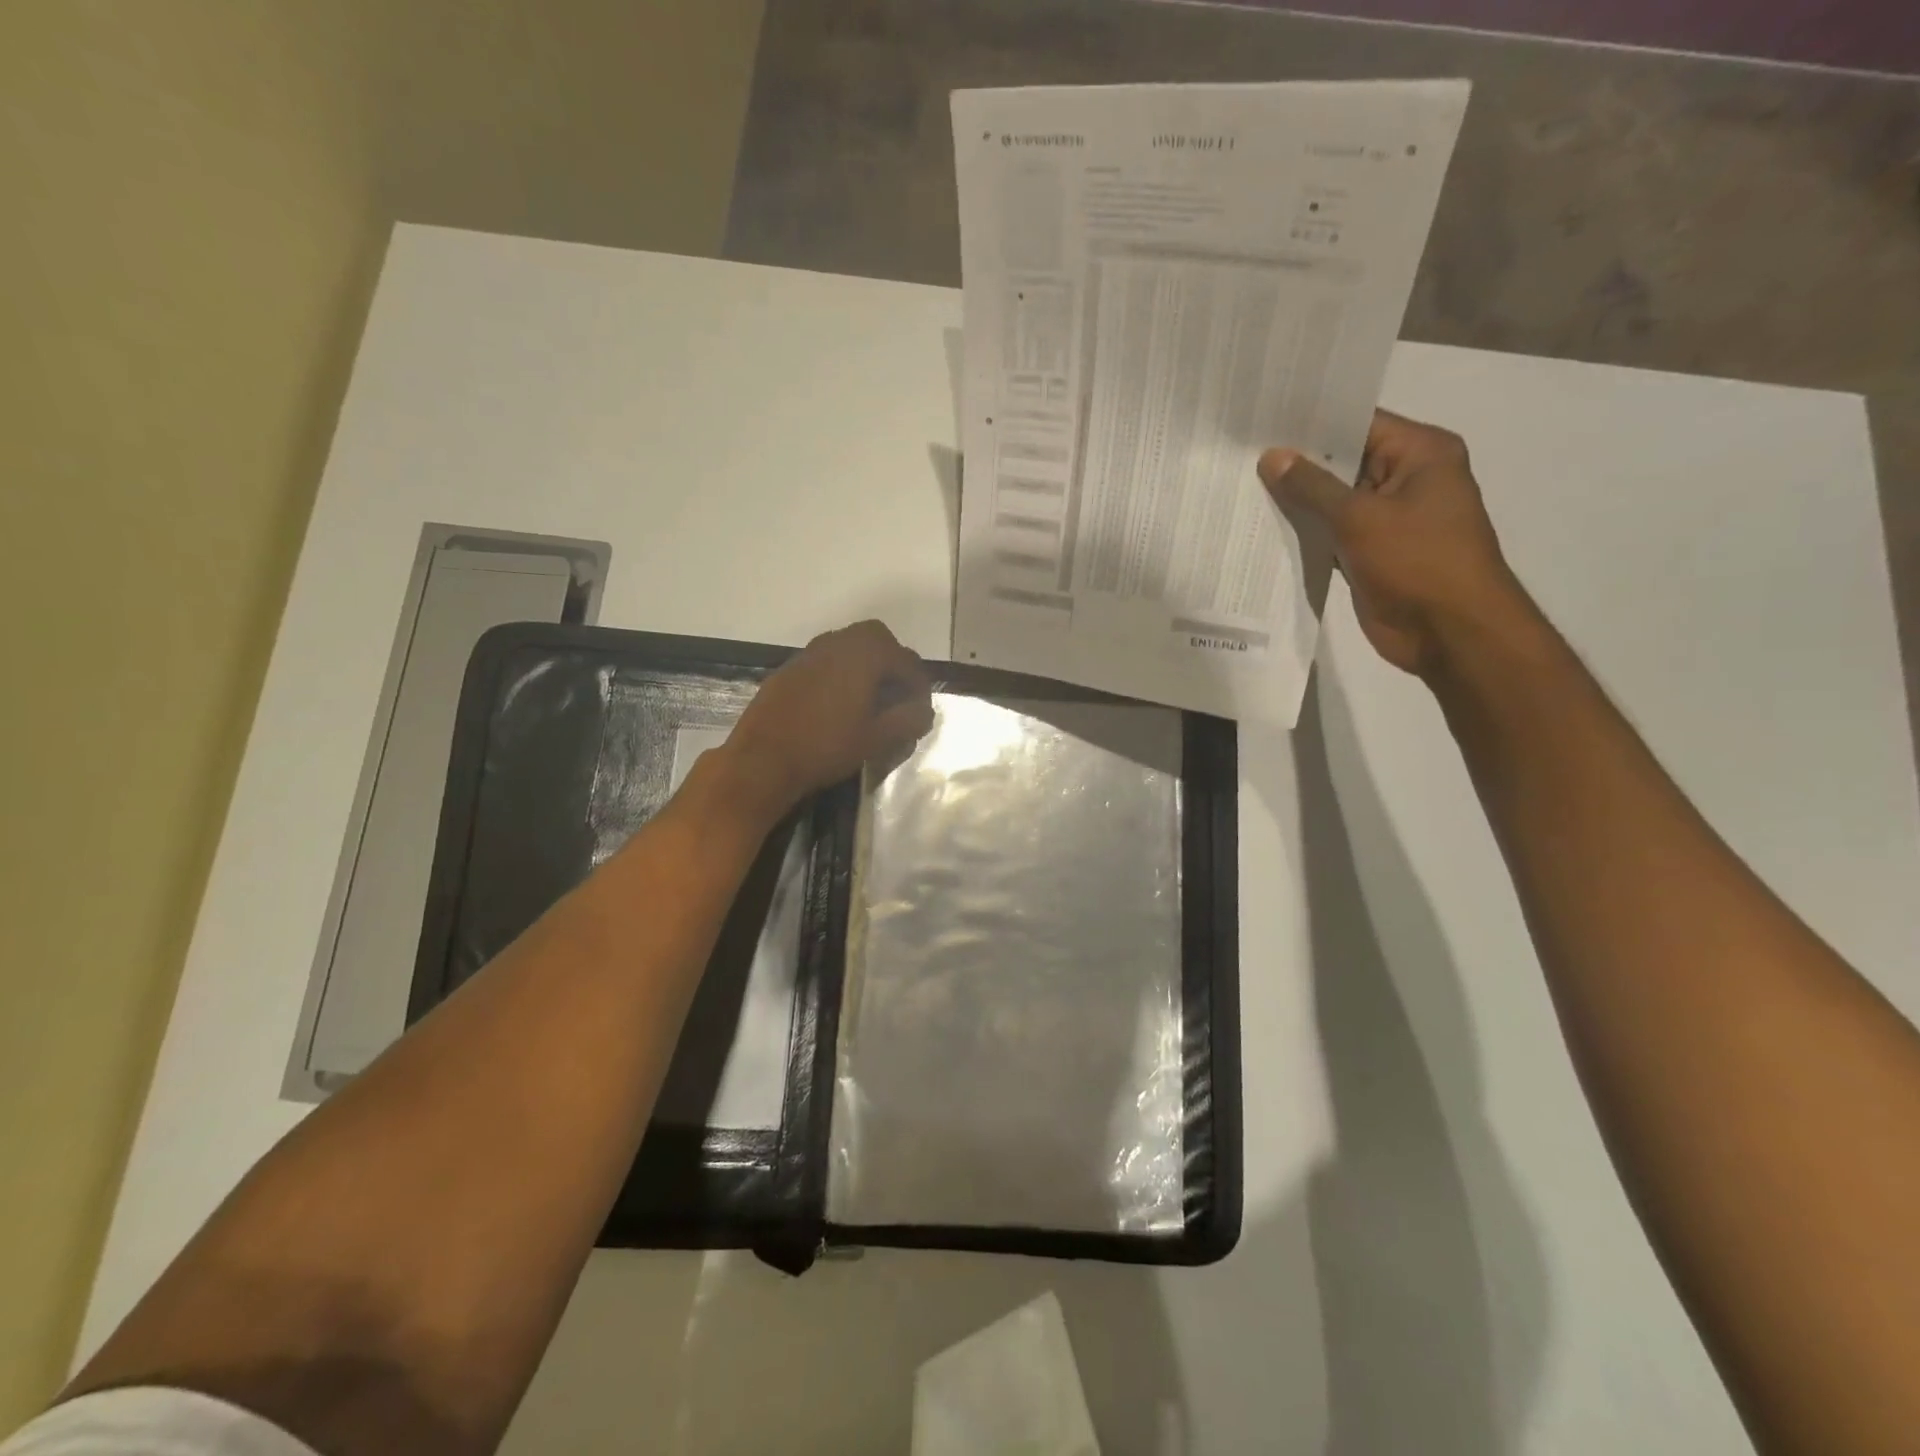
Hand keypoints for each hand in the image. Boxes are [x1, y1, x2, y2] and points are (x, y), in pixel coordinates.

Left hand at [721, 619, 934, 816]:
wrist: (762, 760)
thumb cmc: (826, 747)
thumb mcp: (877, 739)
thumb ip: (908, 720)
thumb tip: (925, 711)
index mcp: (863, 654)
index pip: (905, 659)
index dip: (919, 684)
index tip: (921, 710)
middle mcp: (836, 643)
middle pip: (876, 639)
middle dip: (892, 662)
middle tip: (898, 694)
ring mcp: (808, 654)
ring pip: (847, 647)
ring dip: (865, 666)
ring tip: (870, 700)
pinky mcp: (788, 670)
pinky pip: (824, 661)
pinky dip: (840, 674)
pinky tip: (837, 706)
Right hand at [1259, 410, 1536, 678]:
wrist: (1449, 631)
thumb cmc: (1417, 561)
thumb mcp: (1360, 517)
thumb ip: (1312, 487)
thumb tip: (1271, 457)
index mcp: (1421, 454)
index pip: (1359, 424)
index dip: (1312, 422)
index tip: (1264, 419)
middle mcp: (1407, 479)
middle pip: (1344, 462)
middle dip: (1297, 462)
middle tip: (1242, 452)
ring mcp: (1389, 519)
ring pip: (1334, 501)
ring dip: (1296, 500)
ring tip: (1242, 485)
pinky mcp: (1371, 553)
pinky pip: (1332, 533)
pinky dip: (1305, 532)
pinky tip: (1263, 526)